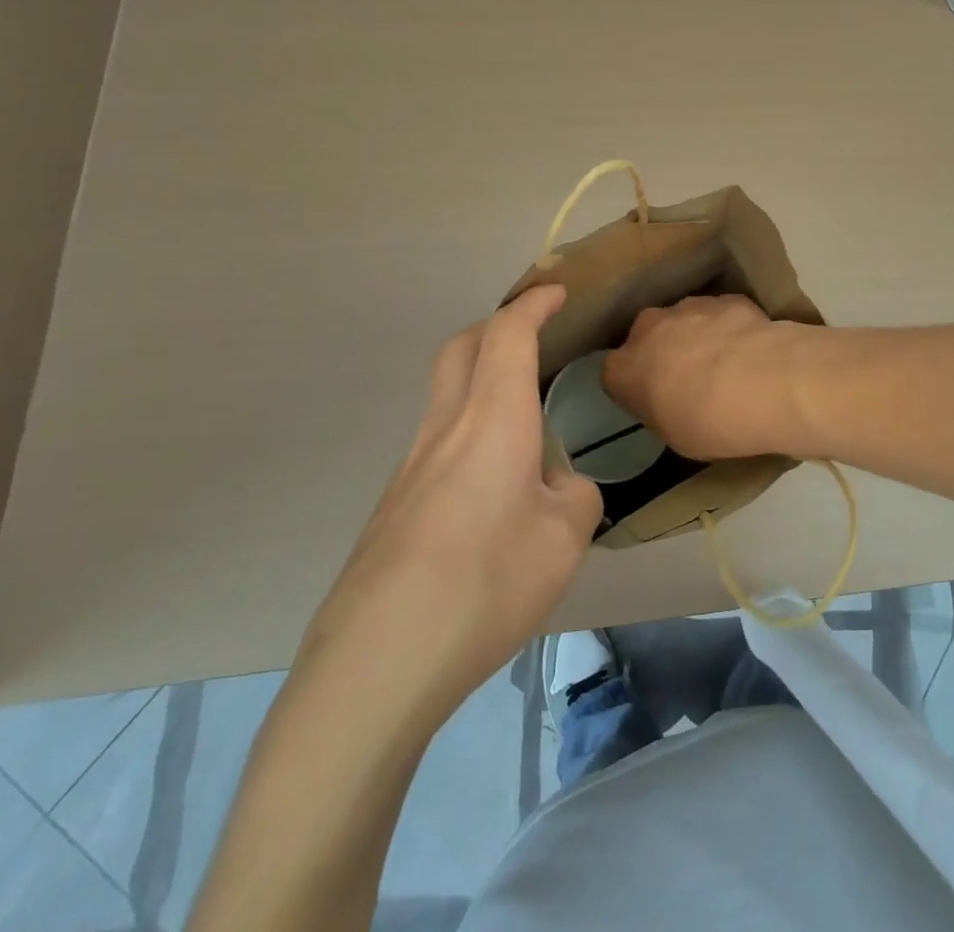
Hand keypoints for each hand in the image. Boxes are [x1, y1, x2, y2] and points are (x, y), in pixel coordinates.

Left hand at [297, 285, 601, 728]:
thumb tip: (557, 487)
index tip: (557, 292)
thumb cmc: (487, 583)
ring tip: (522, 422)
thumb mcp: (565, 541)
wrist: (378, 662)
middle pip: (461, 348)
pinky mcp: (394, 506)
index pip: (508, 335)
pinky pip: (437, 444)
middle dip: (496, 327)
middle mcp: (445, 428)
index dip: (533, 304)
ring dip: (480, 381)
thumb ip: (575, 497)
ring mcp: (410, 467)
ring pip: (445, 395)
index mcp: (492, 420)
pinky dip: (468, 433)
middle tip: (531, 336)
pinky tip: (491, 489)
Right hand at [603, 295, 811, 462]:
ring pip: (685, 320)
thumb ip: (662, 410)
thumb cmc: (710, 423)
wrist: (765, 384)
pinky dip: (731, 327)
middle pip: (648, 337)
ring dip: (697, 336)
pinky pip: (721, 314)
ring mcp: (689, 307)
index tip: (655, 401)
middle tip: (689, 379)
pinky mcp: (727, 299)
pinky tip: (751, 349)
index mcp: (624, 368)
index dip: (635, 387)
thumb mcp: (675, 436)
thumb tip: (671, 400)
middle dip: (663, 352)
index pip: (615, 374)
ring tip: (727, 364)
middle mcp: (649, 328)